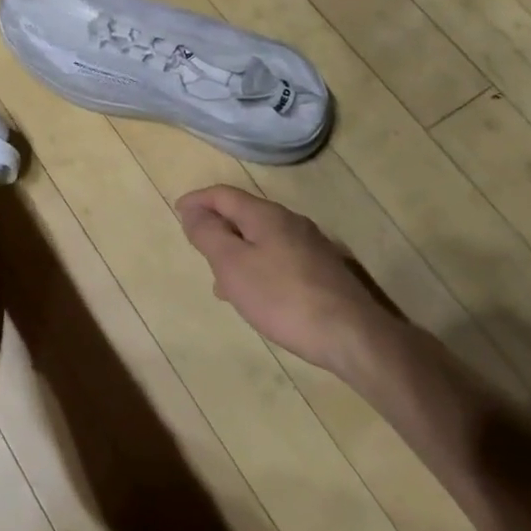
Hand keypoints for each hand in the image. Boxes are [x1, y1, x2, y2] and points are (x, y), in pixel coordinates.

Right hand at [176, 185, 401, 381]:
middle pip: (244, 214)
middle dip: (217, 227)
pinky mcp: (323, 271)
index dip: (198, 200)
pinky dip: (256, 266)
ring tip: (221, 280)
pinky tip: (256, 295)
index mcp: (266, 215)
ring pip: (261, 238)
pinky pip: (278, 257)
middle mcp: (291, 222)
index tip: (177, 212)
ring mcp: (311, 246)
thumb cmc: (282, 297)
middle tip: (197, 246)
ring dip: (236, 251)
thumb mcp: (232, 265)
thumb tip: (192, 210)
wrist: (352, 335)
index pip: (224, 195)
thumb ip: (209, 235)